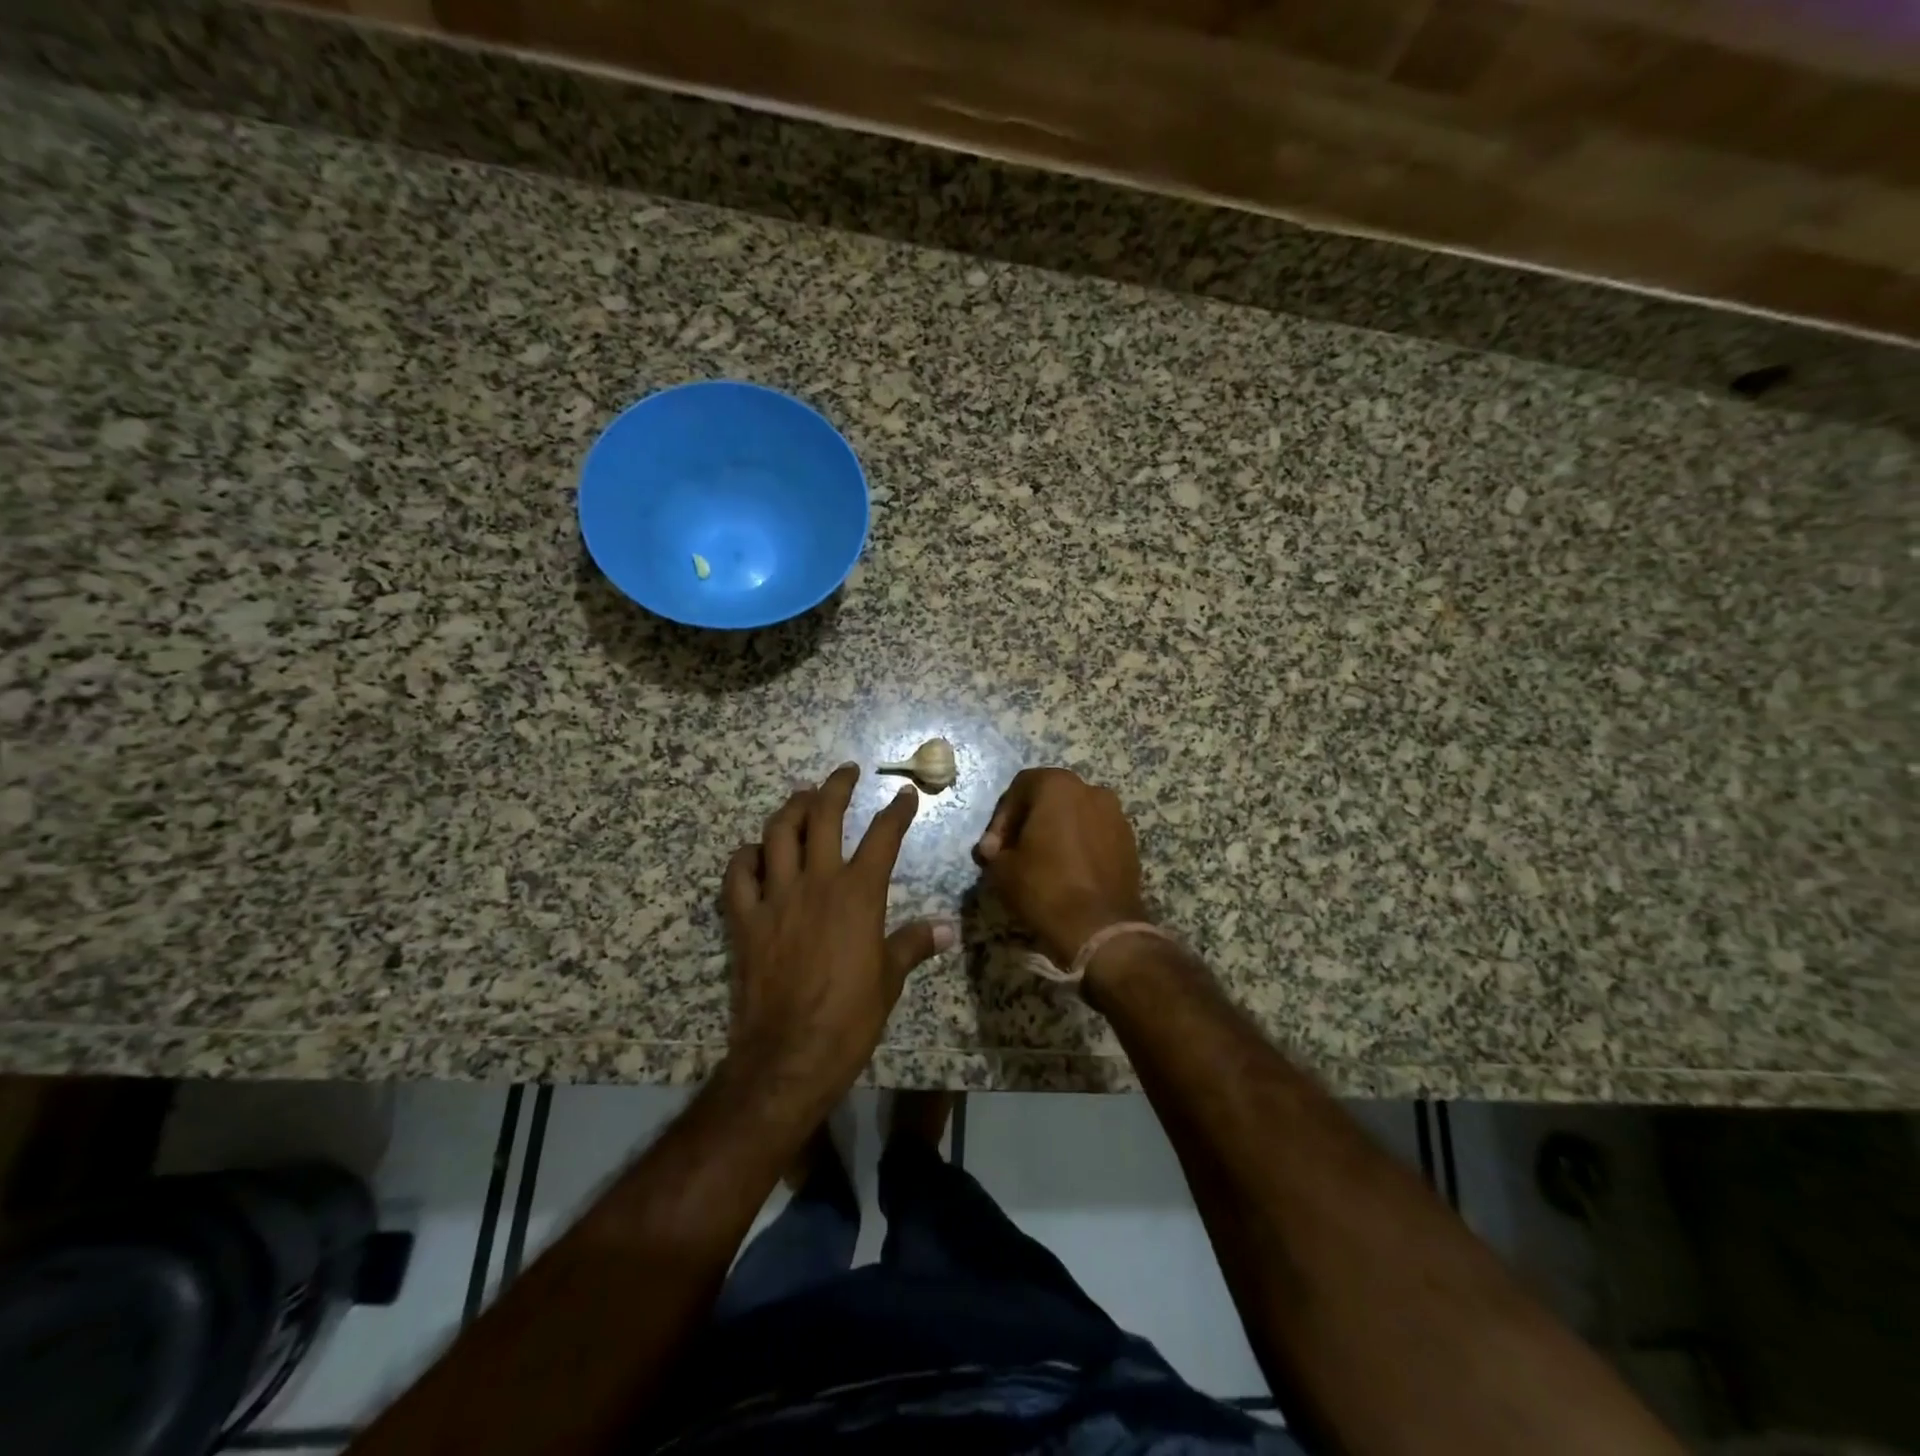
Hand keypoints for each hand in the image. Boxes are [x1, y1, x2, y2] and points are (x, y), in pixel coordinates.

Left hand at [723, 764, 952, 1110]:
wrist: (791, 1053)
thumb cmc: (850, 1017)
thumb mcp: (890, 978)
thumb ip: (914, 944)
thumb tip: (947, 930)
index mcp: (858, 894)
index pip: (883, 837)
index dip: (896, 812)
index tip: (904, 795)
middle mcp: (817, 882)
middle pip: (823, 817)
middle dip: (836, 787)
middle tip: (844, 772)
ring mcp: (776, 897)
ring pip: (778, 834)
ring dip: (791, 809)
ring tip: (801, 798)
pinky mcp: (745, 920)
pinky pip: (738, 875)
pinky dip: (745, 857)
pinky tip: (754, 852)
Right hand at [973, 767, 1148, 968]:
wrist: (1101, 928)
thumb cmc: (1045, 887)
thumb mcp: (1002, 869)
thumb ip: (995, 851)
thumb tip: (996, 850)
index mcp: (1058, 786)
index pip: (1019, 788)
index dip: (1001, 819)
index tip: (994, 849)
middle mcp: (1091, 790)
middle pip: (1050, 799)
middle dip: (1029, 824)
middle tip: (1013, 854)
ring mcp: (1116, 815)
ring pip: (1075, 817)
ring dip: (1055, 834)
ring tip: (1041, 865)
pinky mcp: (1130, 842)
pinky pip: (1095, 836)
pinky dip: (1078, 847)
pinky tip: (1068, 874)